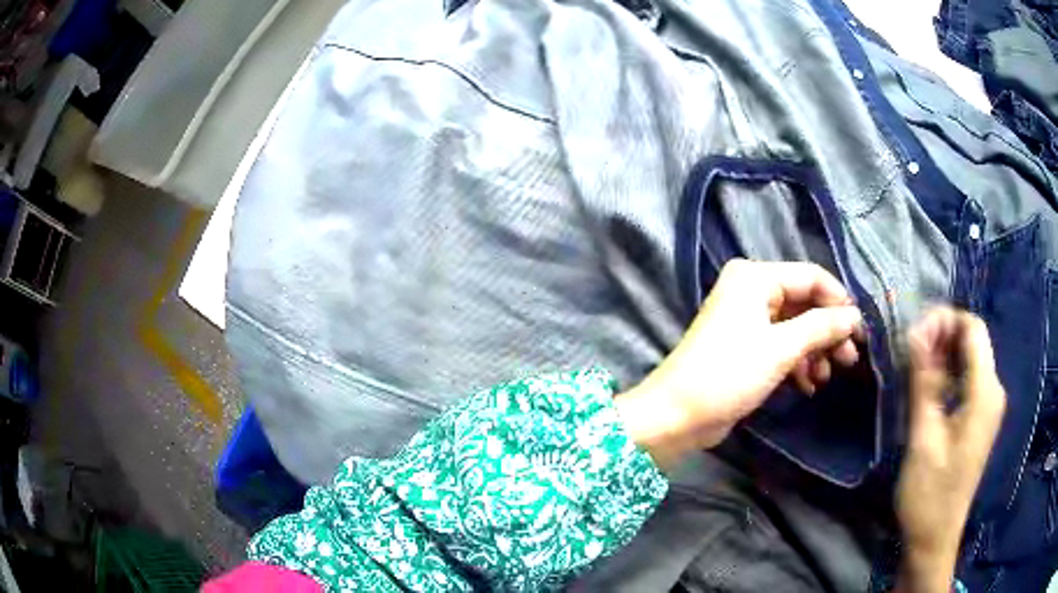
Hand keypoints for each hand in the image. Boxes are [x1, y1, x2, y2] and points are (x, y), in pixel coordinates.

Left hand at [616, 259, 863, 468]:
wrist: (676, 416)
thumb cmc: (729, 374)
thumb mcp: (781, 348)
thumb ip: (821, 327)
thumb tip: (854, 315)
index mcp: (755, 277)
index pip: (811, 277)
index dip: (839, 302)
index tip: (860, 331)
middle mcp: (751, 291)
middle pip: (805, 303)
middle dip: (828, 332)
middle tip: (848, 360)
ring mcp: (747, 320)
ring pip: (795, 327)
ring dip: (814, 351)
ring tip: (826, 377)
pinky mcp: (745, 347)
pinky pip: (781, 346)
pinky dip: (797, 363)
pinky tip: (808, 386)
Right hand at [895, 308, 1005, 592]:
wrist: (935, 537)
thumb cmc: (929, 493)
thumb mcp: (923, 438)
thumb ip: (924, 381)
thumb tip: (915, 332)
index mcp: (985, 392)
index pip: (972, 328)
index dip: (944, 320)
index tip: (913, 335)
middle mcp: (993, 390)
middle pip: (972, 340)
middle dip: (941, 336)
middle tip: (908, 354)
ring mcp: (988, 404)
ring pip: (968, 358)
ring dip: (942, 356)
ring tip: (913, 371)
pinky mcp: (980, 417)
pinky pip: (967, 379)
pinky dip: (947, 375)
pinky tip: (927, 390)